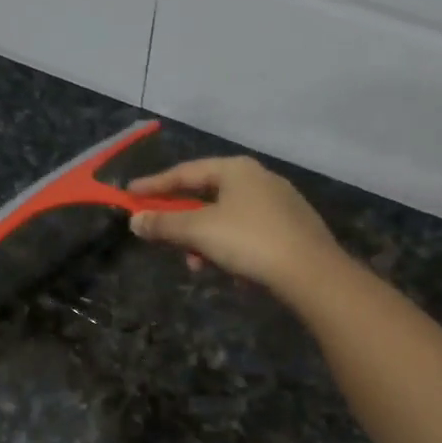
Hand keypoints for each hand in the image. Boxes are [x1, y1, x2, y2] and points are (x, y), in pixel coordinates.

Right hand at [126, 156, 343, 301]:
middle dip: (182, 224)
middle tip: (164, 242)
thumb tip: (135, 221)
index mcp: (236, 169)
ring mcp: (279, 204)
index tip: (129, 195)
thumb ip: (164, 224)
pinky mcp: (292, 229)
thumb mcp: (199, 232)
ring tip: (200, 267)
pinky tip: (232, 272)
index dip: (154, 185)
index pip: (185, 172)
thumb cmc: (249, 241)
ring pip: (226, 220)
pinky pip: (248, 235)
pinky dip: (231, 250)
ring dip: (206, 243)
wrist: (311, 272)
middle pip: (206, 197)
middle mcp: (259, 179)